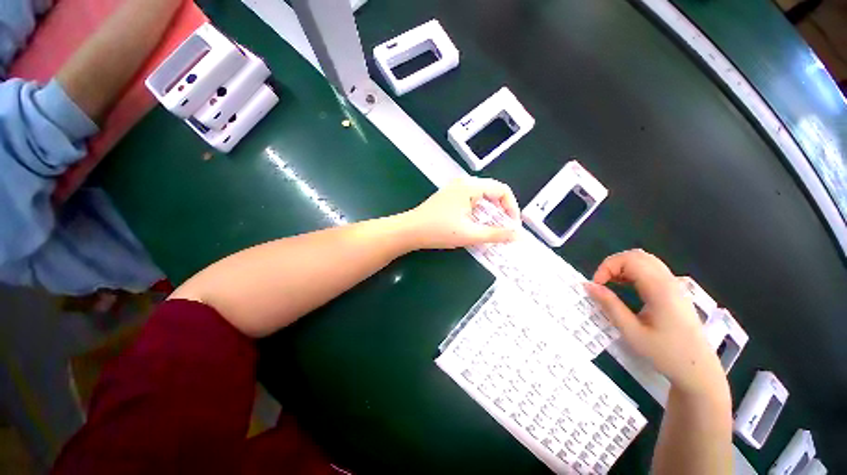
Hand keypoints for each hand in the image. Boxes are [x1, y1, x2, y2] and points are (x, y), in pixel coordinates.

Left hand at [403, 177, 519, 249]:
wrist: (409, 231)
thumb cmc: (438, 230)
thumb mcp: (470, 234)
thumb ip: (496, 234)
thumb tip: (517, 235)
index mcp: (470, 187)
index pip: (502, 190)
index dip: (512, 207)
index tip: (512, 225)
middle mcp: (463, 183)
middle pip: (492, 192)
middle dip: (501, 210)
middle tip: (504, 228)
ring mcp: (454, 189)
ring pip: (481, 197)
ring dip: (490, 212)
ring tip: (491, 228)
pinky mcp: (449, 196)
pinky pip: (470, 200)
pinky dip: (478, 211)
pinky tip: (475, 224)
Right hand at [585, 250, 725, 394]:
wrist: (699, 370)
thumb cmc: (665, 353)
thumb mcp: (632, 332)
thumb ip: (610, 305)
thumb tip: (588, 286)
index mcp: (660, 289)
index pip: (630, 260)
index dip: (607, 267)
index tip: (596, 286)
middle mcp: (669, 281)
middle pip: (637, 255)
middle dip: (613, 264)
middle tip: (602, 283)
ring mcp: (674, 285)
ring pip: (645, 260)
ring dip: (623, 267)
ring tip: (611, 285)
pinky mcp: (674, 291)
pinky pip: (651, 270)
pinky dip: (632, 272)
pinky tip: (625, 287)